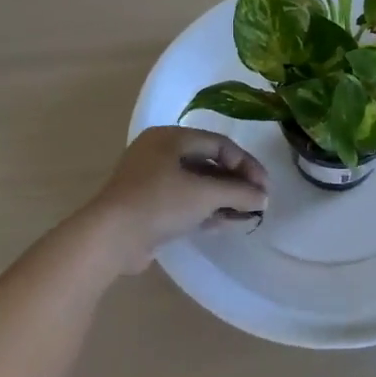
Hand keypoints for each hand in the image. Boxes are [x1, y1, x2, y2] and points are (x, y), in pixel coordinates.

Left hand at [90, 127, 268, 269]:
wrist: (110, 239)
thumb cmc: (159, 202)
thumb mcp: (205, 194)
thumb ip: (239, 193)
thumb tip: (263, 198)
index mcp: (170, 138)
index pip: (219, 144)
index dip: (246, 164)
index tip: (265, 186)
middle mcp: (159, 154)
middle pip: (208, 164)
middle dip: (236, 183)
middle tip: (258, 200)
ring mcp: (151, 182)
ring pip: (197, 186)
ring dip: (224, 199)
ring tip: (248, 214)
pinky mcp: (147, 208)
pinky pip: (184, 203)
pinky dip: (206, 211)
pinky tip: (228, 223)